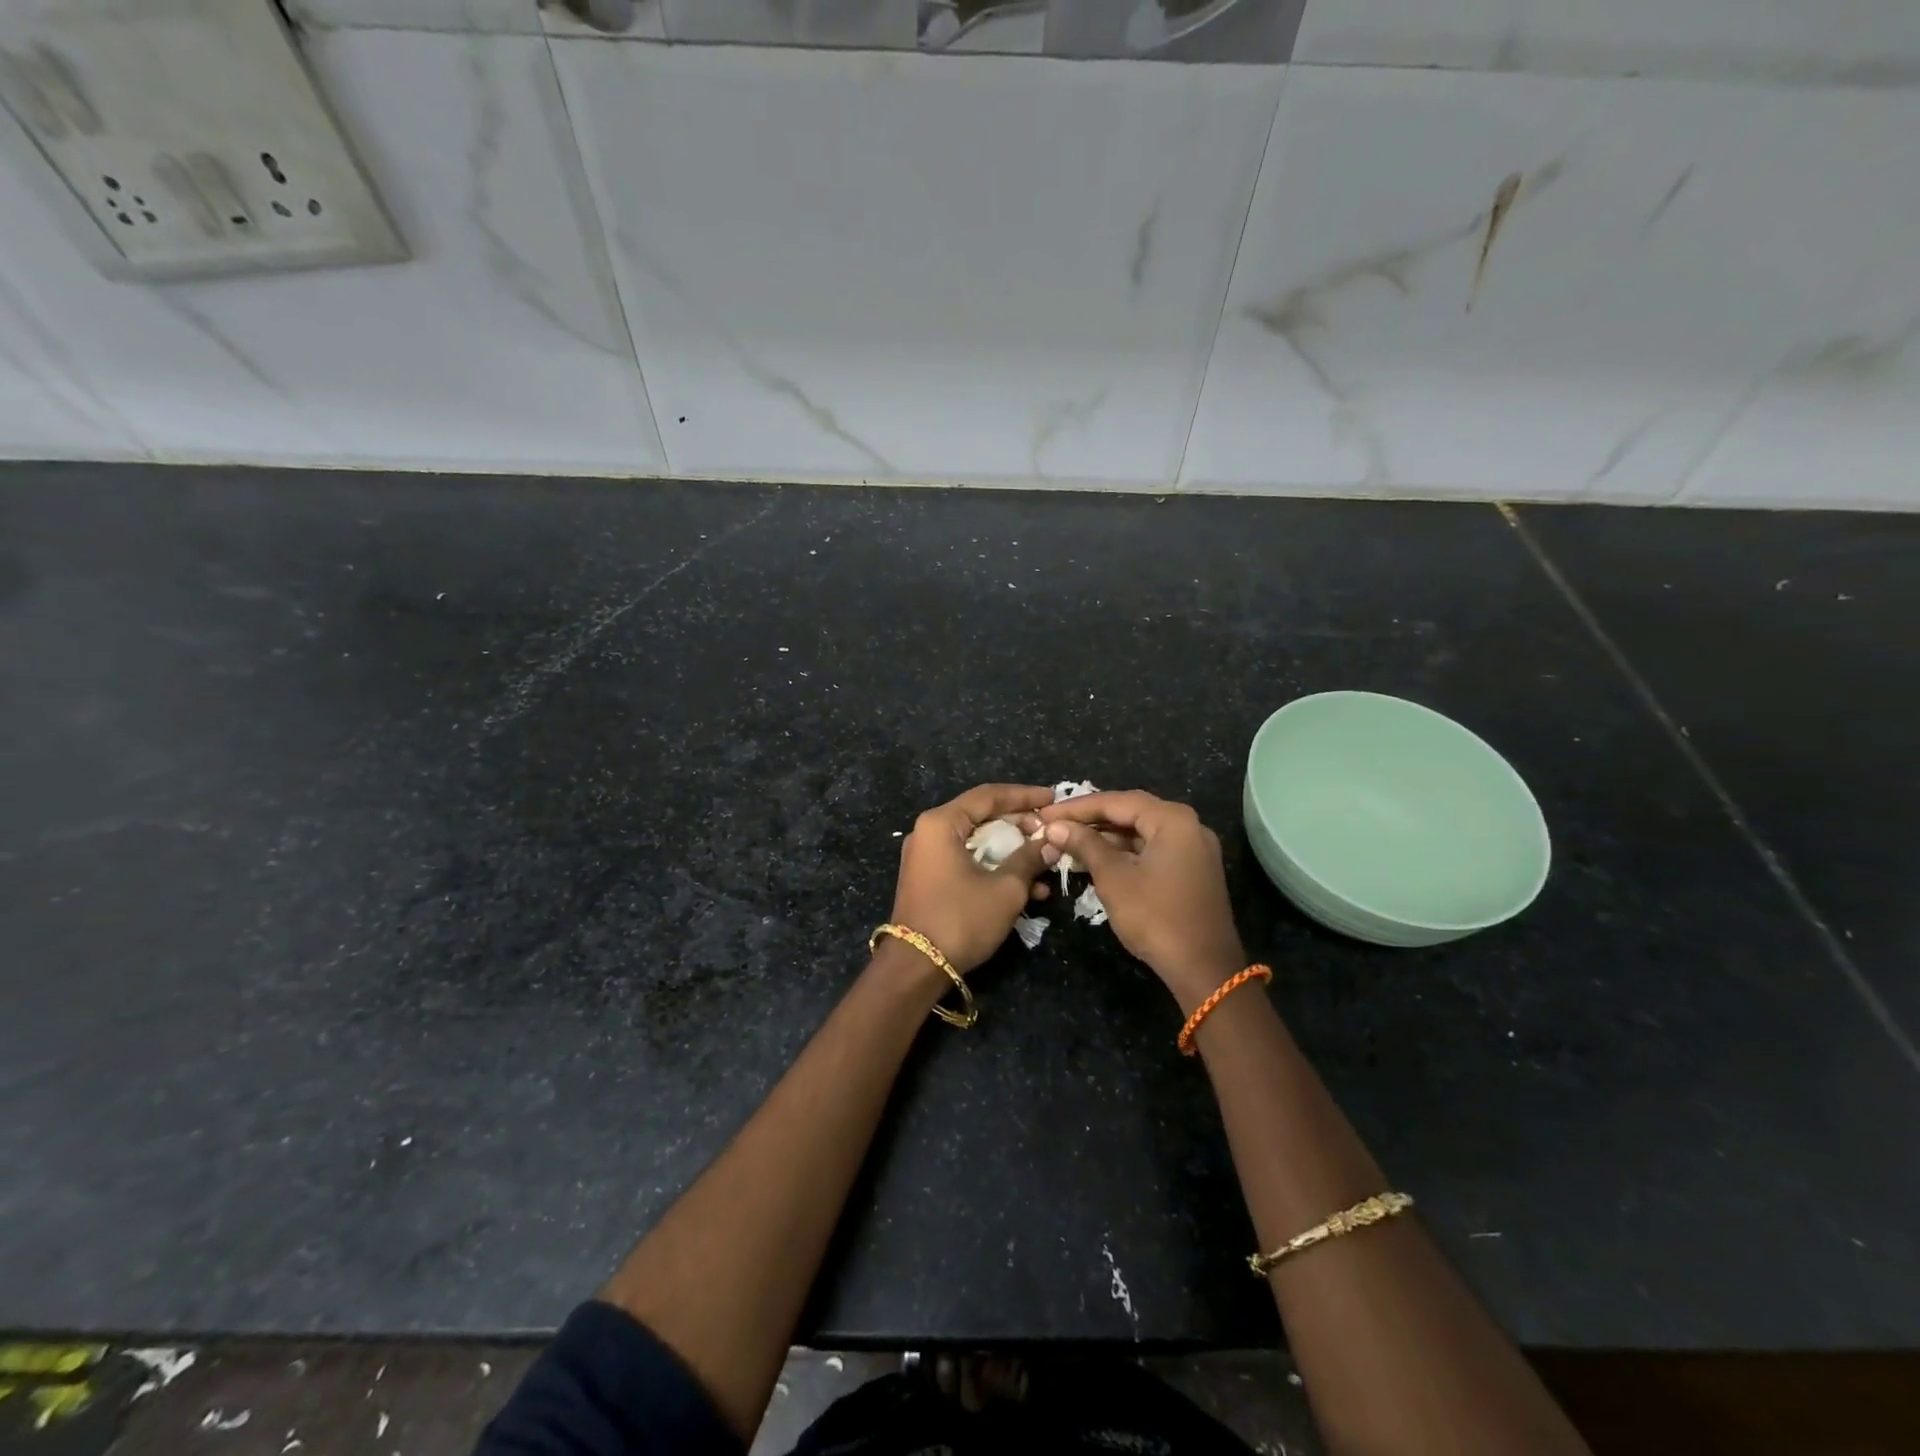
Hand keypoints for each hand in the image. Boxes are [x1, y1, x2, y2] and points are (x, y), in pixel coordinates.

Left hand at [891, 784, 1053, 975]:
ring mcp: (927, 857)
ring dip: (1012, 853)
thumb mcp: (1005, 888)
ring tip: (1045, 864)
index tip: (1053, 798)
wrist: (916, 967)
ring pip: (978, 843)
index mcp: (941, 823)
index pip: (988, 796)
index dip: (1024, 796)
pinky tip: (1028, 890)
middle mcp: (929, 832)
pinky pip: (968, 862)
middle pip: (982, 817)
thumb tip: (1051, 842)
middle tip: (1049, 833)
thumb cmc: (961, 918)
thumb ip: (1029, 858)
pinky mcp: (930, 879)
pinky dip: (995, 870)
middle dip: (1020, 826)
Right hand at [1038, 790, 1246, 1010]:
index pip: (1116, 801)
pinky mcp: (1192, 869)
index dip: (1077, 807)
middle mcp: (1188, 825)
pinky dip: (1125, 852)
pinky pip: (1153, 849)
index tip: (1045, 814)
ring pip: (1142, 831)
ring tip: (1069, 842)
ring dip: (1107, 836)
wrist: (1204, 969)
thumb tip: (1055, 827)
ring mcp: (1194, 848)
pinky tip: (1097, 859)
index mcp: (1172, 819)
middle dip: (1091, 819)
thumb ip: (1085, 845)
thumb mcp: (1113, 878)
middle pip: (1131, 811)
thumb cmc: (1155, 917)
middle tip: (1055, 824)